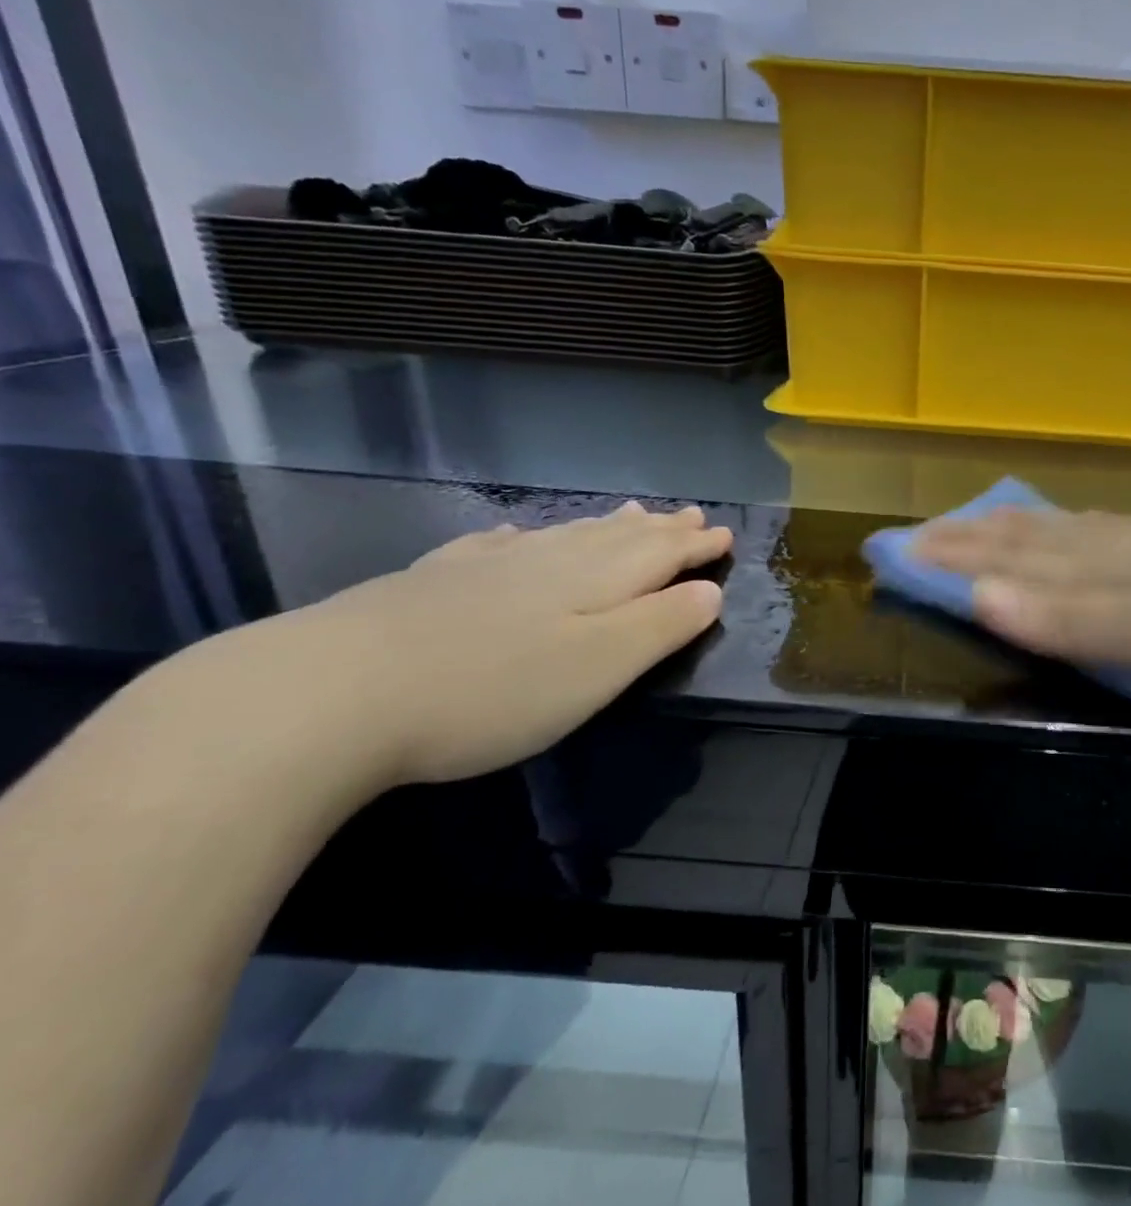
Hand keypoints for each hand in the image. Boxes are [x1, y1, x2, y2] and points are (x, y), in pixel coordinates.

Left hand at [142, 502, 731, 796]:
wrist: (332, 693)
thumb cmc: (492, 690)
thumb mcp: (599, 667)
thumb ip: (660, 626)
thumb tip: (709, 591)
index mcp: (593, 581)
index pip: (660, 554)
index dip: (695, 545)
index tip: (723, 534)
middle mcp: (546, 561)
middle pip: (616, 537)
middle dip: (660, 529)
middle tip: (689, 513)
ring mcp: (485, 567)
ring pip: (563, 535)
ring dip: (605, 525)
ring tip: (631, 512)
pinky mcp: (433, 582)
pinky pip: (497, 545)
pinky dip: (526, 537)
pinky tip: (520, 534)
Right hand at [915, 508, 1130, 700]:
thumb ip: (1063, 618)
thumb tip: (976, 597)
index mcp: (1093, 565)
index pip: (1003, 558)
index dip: (947, 557)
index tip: (895, 554)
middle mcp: (1107, 547)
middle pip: (1021, 538)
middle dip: (964, 539)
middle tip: (914, 535)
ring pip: (1056, 531)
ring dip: (1005, 530)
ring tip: (974, 524)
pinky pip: (1094, 534)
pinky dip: (1059, 530)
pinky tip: (1068, 529)